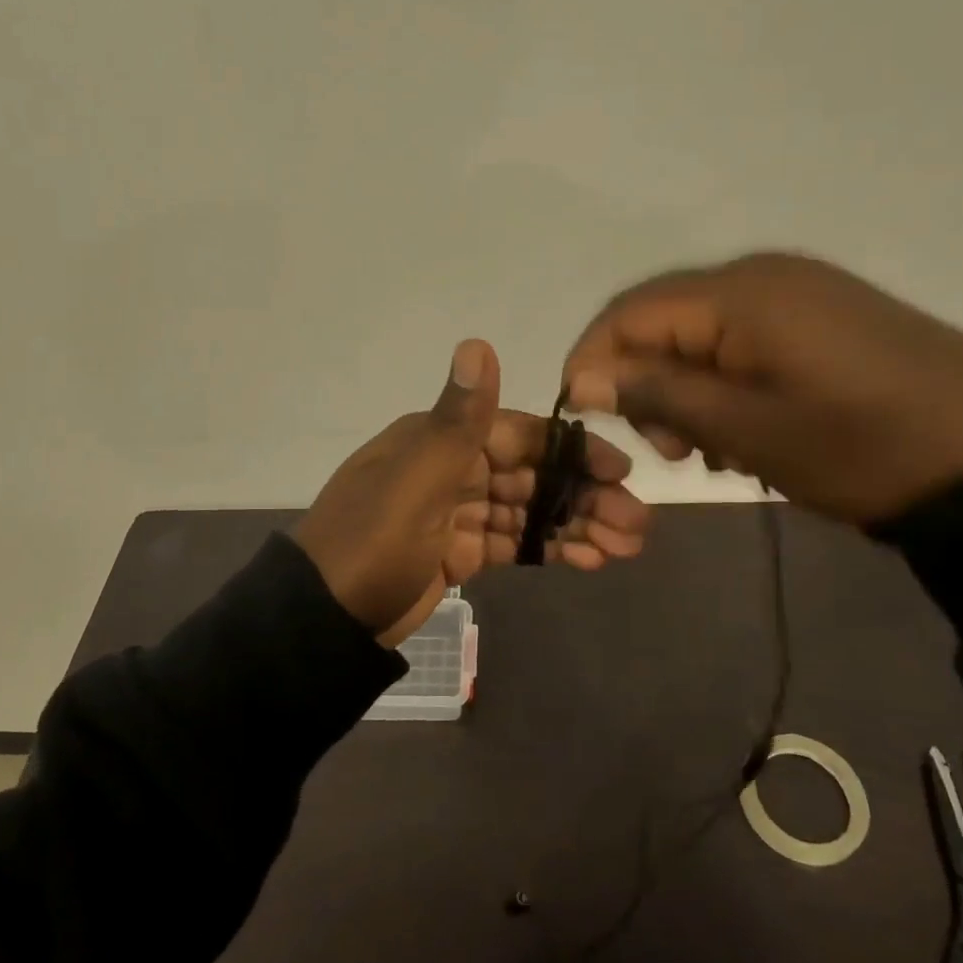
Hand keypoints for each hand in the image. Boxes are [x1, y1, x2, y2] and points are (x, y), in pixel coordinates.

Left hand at [293, 339, 650, 647]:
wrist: (325, 619)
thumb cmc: (372, 542)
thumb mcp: (415, 480)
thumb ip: (459, 419)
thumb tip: (477, 343)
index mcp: (441, 440)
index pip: (520, 435)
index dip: (570, 452)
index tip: (619, 471)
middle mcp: (452, 467)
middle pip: (531, 475)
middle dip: (584, 497)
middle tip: (637, 524)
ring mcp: (455, 512)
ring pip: (527, 511)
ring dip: (575, 525)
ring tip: (625, 547)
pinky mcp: (457, 551)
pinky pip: (511, 542)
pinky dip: (546, 548)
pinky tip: (587, 559)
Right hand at [560, 253, 962, 524]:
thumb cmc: (861, 446)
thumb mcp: (747, 429)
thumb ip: (657, 394)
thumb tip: (581, 375)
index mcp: (739, 293)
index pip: (630, 312)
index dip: (593, 360)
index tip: (583, 418)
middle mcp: (760, 275)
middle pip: (663, 319)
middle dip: (643, 381)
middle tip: (670, 449)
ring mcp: (796, 291)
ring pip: (700, 333)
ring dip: (685, 388)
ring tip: (711, 449)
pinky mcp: (821, 315)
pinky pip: (742, 339)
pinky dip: (724, 383)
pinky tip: (746, 427)